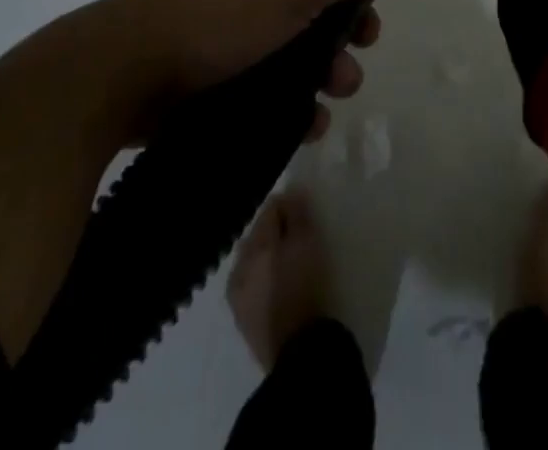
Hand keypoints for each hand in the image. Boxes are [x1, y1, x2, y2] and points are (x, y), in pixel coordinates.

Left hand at [120, 0, 405, 139]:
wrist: (125, 72)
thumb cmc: (221, 11)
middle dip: (353, 5)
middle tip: (370, 32)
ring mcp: (235, 13)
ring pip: (301, 28)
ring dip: (329, 58)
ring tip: (340, 87)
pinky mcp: (220, 59)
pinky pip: (274, 69)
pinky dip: (296, 91)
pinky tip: (310, 118)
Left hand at [227, 190, 332, 370]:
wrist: (300, 354)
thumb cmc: (305, 288)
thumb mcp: (307, 242)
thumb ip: (297, 214)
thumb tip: (290, 193)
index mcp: (253, 247)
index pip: (270, 209)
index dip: (290, 204)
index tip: (309, 210)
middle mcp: (238, 269)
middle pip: (259, 236)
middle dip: (278, 231)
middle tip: (303, 235)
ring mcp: (239, 299)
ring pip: (255, 263)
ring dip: (272, 257)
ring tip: (296, 261)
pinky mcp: (246, 323)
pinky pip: (256, 288)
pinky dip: (269, 281)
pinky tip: (286, 287)